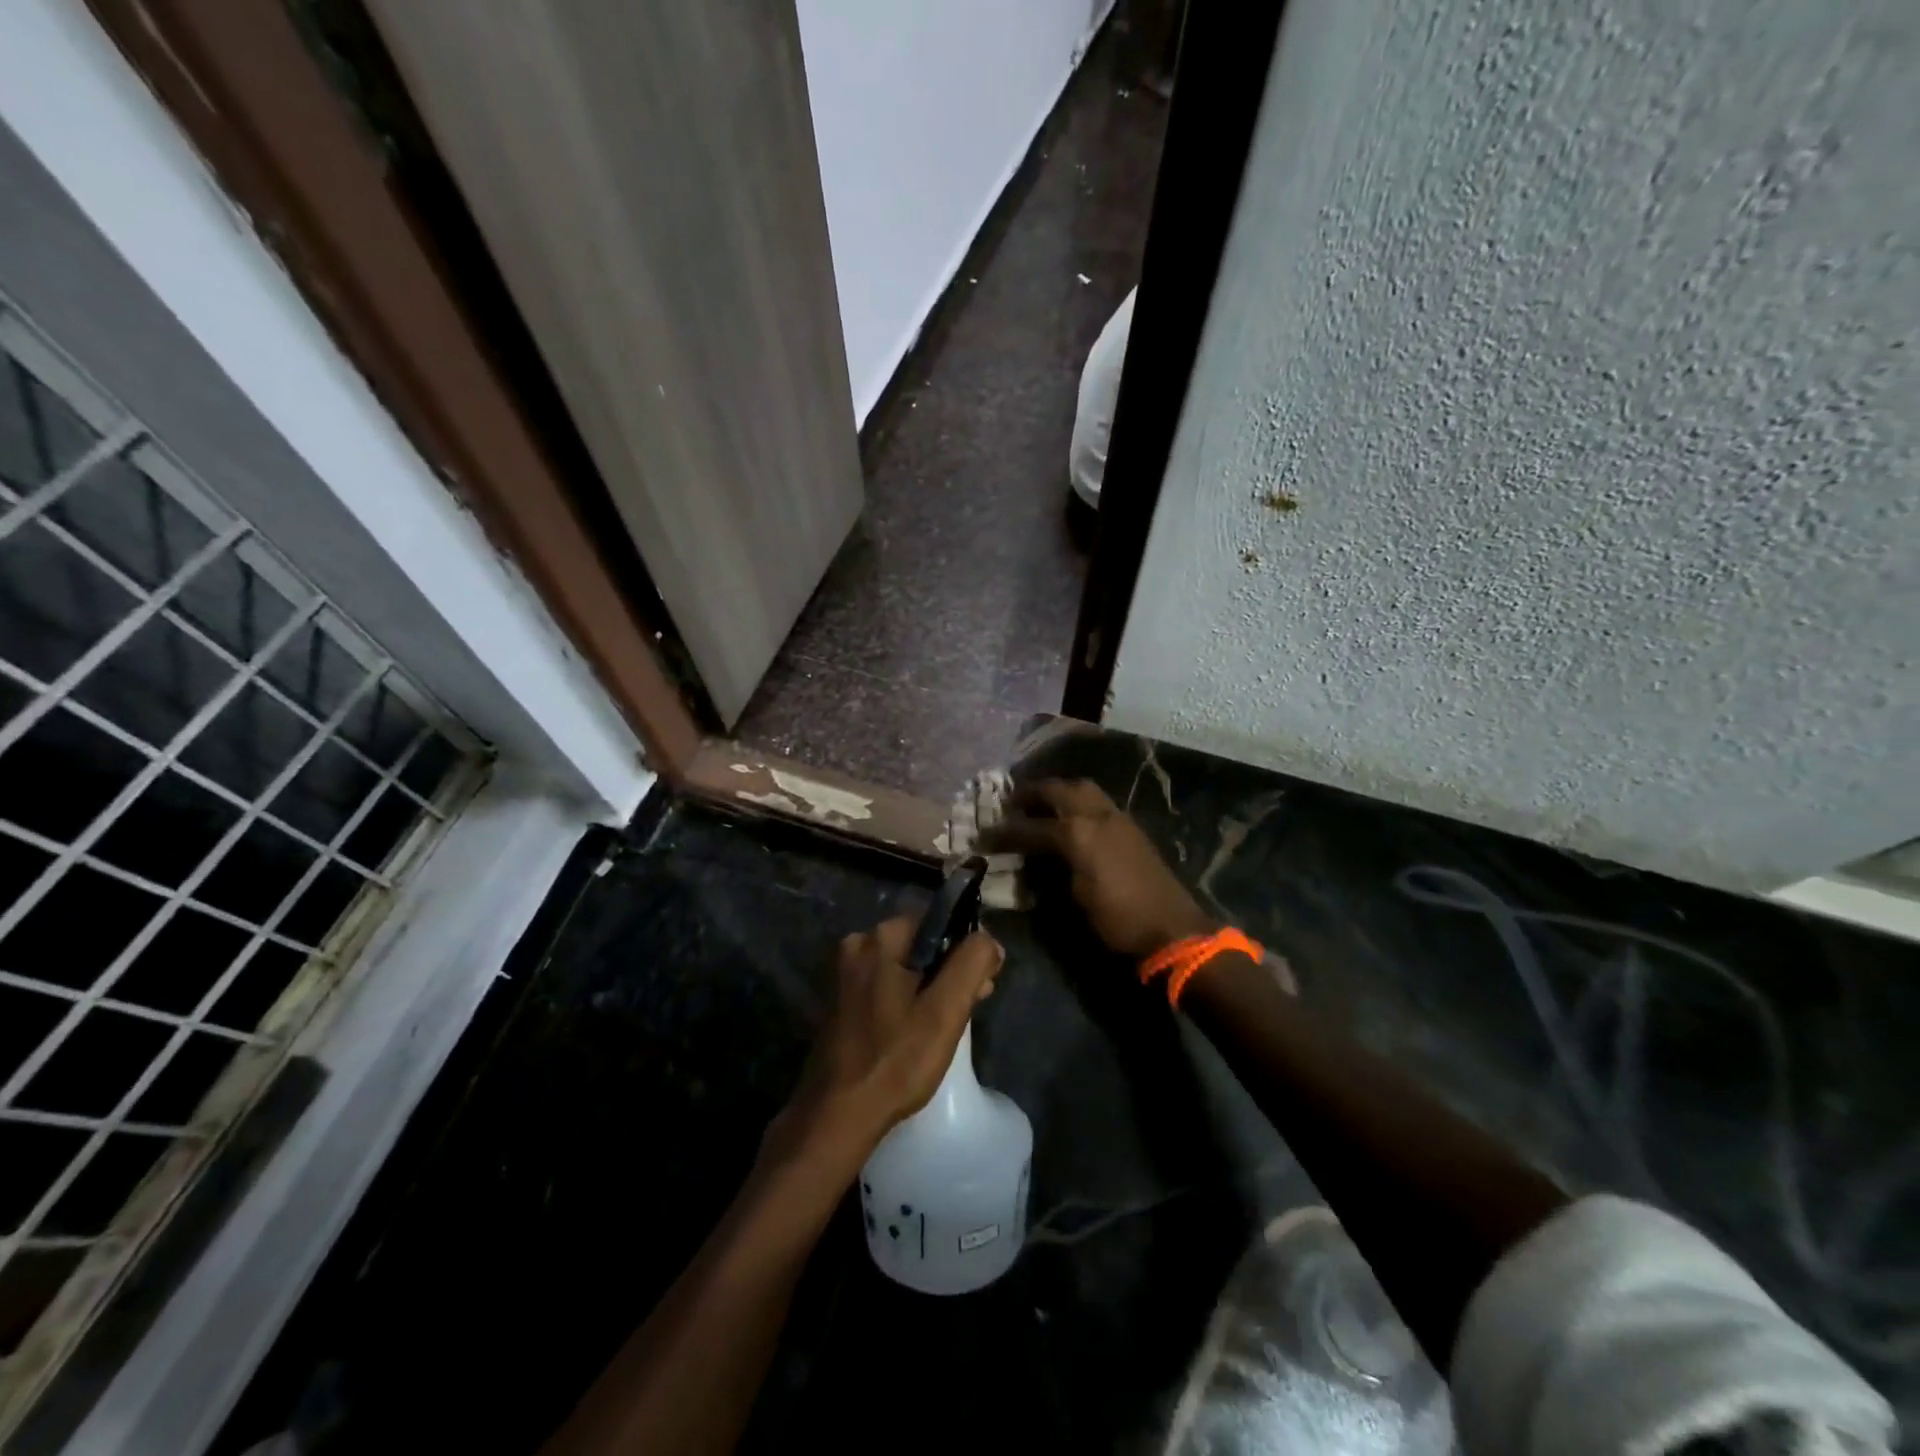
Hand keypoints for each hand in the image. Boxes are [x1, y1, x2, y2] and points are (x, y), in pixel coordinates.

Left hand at [766, 915, 1003, 1174]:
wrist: (837, 1116)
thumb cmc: (896, 1060)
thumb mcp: (946, 1010)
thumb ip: (972, 963)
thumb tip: (988, 941)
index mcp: (879, 937)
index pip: (940, 922)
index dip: (967, 950)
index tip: (982, 985)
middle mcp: (857, 946)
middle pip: (922, 945)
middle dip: (950, 971)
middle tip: (970, 1008)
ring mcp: (845, 976)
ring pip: (905, 968)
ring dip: (932, 988)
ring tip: (947, 1025)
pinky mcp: (841, 1002)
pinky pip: (886, 987)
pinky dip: (907, 1001)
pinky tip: (917, 1032)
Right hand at [983, 779, 1214, 957]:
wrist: (1172, 928)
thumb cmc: (1118, 919)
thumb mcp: (1074, 898)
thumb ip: (1049, 869)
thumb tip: (1032, 859)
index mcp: (1078, 833)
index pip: (1031, 827)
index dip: (1004, 832)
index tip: (985, 836)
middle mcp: (1096, 815)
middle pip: (1058, 790)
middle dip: (1031, 794)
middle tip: (1011, 803)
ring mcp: (1117, 817)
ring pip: (1082, 788)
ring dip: (1058, 792)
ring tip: (1040, 804)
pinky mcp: (1130, 827)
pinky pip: (1097, 801)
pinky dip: (1077, 801)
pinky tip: (1070, 817)